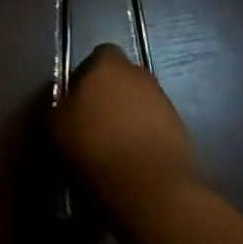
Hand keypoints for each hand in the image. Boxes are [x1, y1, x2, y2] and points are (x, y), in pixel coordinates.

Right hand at [53, 45, 197, 218]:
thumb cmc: (96, 147)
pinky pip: (158, 127)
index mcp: (109, 66)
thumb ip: (62, 103)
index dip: (89, 71)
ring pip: (143, 102)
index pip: (101, 53)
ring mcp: (166, 105)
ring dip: (131, 116)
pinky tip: (135, 159)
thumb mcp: (58, 124)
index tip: (79, 95)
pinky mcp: (184, 134)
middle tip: (95, 119)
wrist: (152, 190)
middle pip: (125, 77)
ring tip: (116, 144)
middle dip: (113, 93)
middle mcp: (141, 76)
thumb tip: (67, 101)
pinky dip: (147, 137)